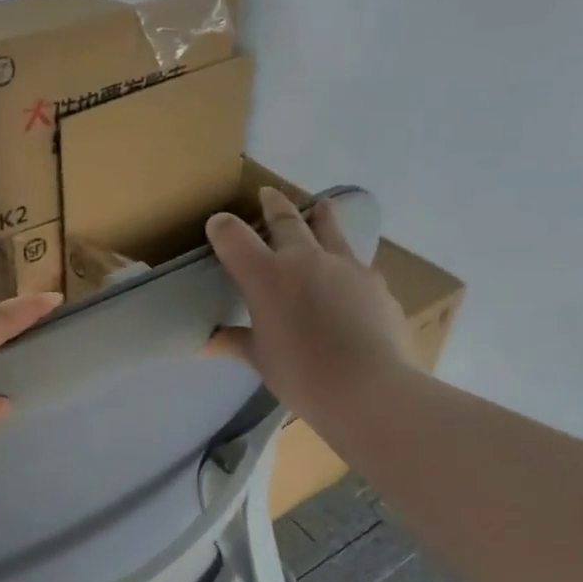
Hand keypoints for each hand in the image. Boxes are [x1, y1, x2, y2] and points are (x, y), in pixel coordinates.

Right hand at [205, 188, 413, 419]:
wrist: (368, 388)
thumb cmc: (301, 375)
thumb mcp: (260, 359)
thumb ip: (235, 342)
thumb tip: (207, 342)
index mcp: (266, 276)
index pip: (234, 237)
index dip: (222, 227)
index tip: (217, 224)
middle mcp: (304, 259)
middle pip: (286, 220)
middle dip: (273, 205)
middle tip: (268, 193)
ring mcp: (345, 266)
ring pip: (330, 229)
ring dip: (320, 216)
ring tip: (321, 206)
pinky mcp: (375, 283)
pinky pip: (356, 264)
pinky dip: (345, 263)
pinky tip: (349, 276)